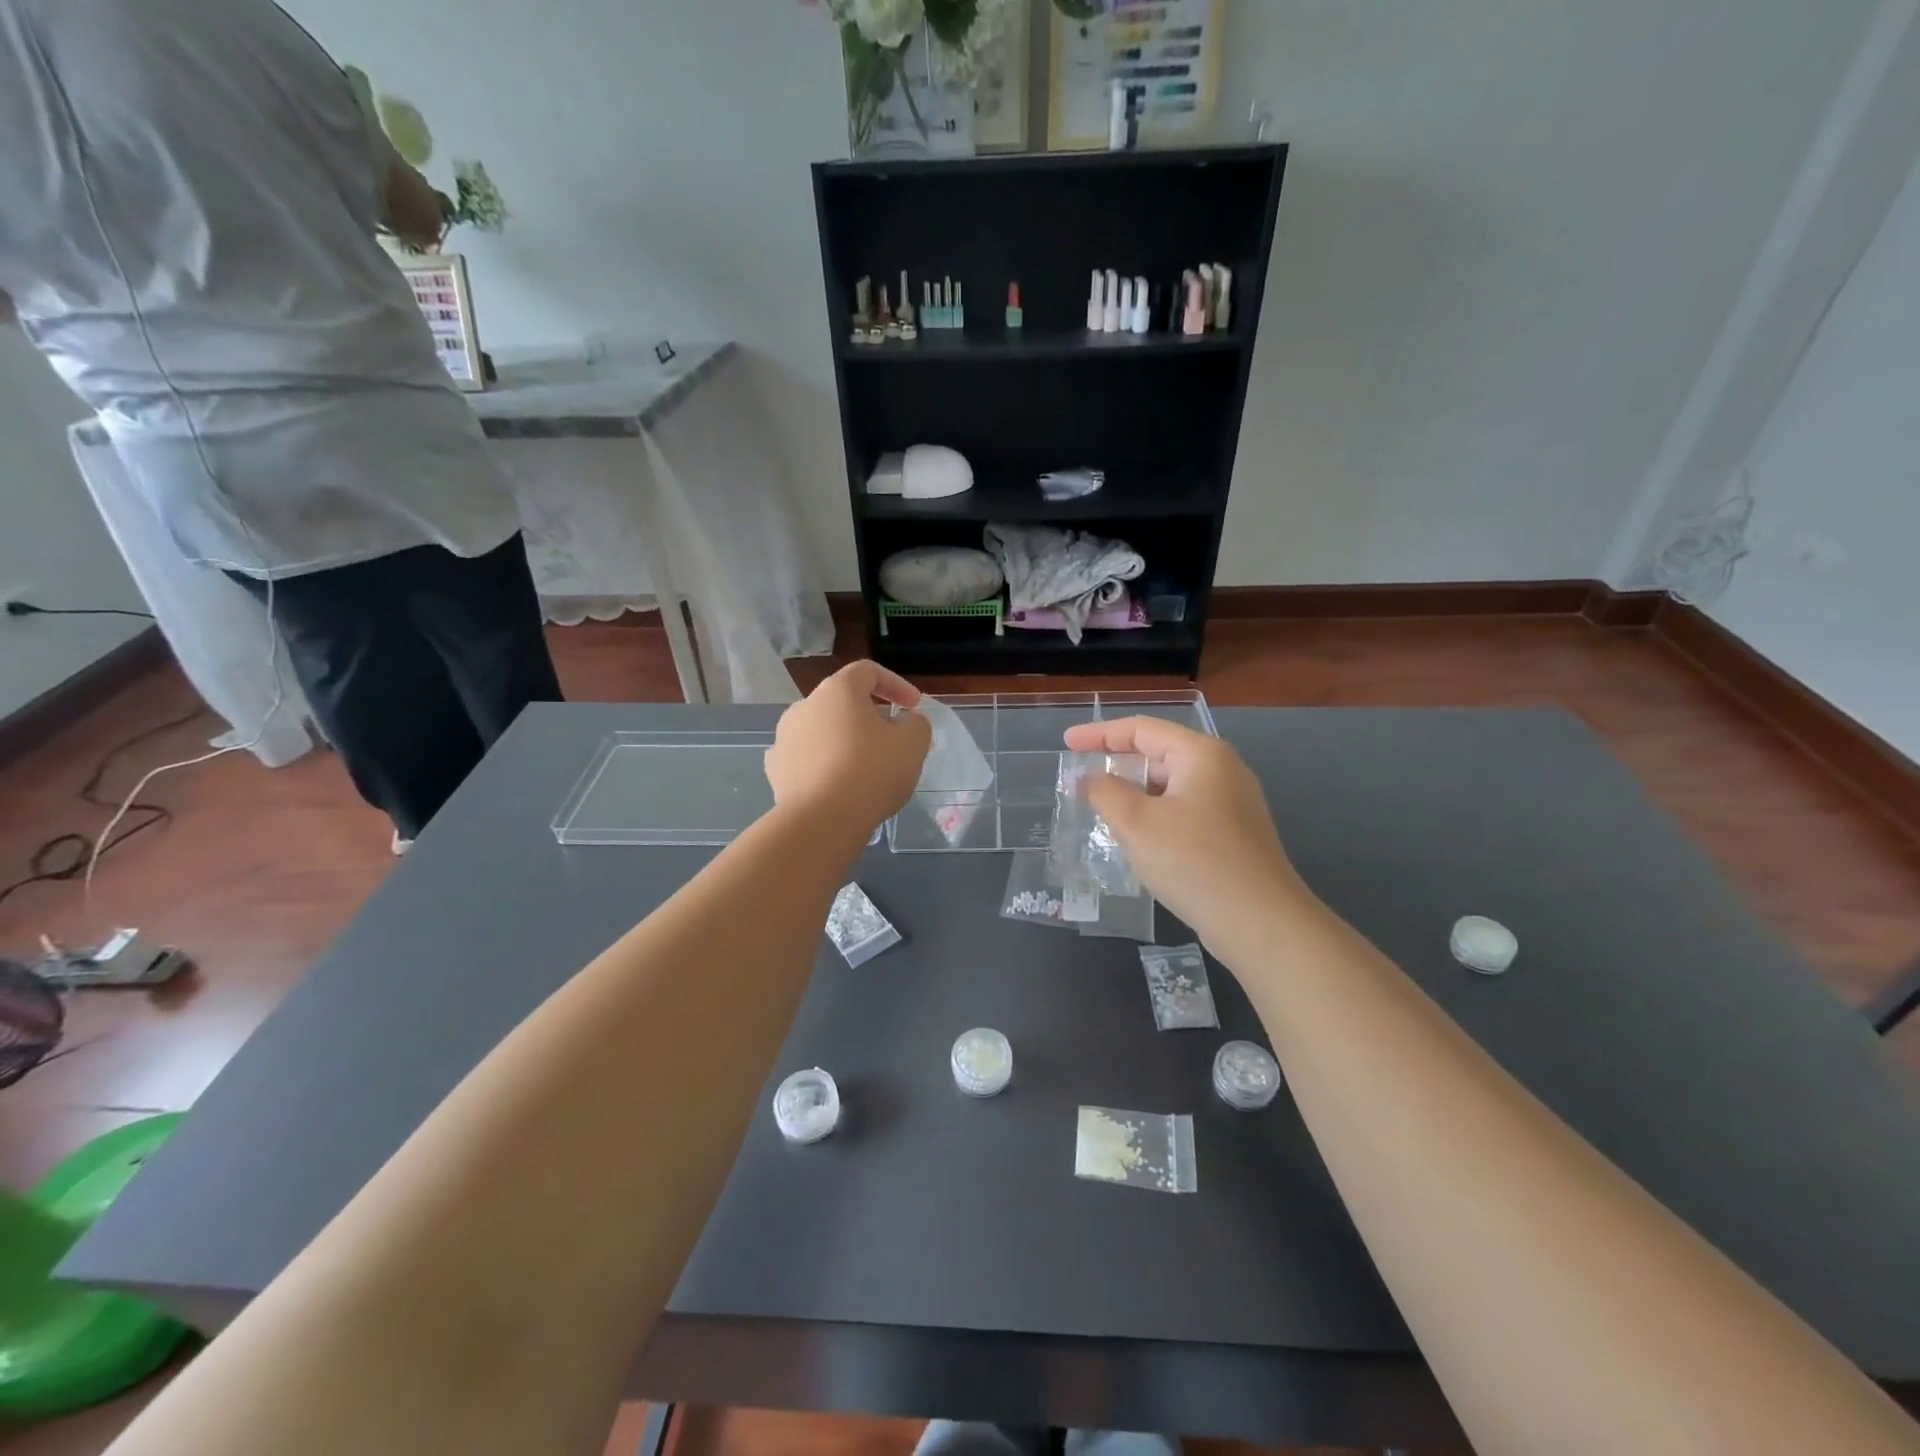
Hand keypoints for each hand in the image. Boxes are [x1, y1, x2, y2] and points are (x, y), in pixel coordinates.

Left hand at [766, 661, 929, 841]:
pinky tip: (835, 783)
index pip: (868, 672)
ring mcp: (784, 737)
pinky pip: (805, 757)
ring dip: (844, 740)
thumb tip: (905, 721)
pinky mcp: (775, 768)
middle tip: (892, 741)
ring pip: (822, 730)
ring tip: (864, 766)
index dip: (895, 684)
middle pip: (843, 702)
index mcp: (838, 690)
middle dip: (870, 716)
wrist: (821, 821)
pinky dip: (822, 763)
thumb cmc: (871, 772)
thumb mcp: (913, 743)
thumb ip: (916, 723)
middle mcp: (805, 705)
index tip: (913, 707)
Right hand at [1062, 717, 1313, 966]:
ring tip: (1102, 810)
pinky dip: (1155, 815)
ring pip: (1171, 786)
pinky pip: (1185, 810)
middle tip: (1081, 780)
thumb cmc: (1193, 861)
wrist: (1261, 923)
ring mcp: (1234, 803)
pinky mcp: (1235, 834)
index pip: (1141, 729)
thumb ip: (1105, 791)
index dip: (1099, 734)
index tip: (1066, 743)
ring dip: (1135, 794)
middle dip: (1117, 765)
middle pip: (1159, 754)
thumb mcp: (1136, 823)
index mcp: (1201, 754)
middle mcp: (1222, 769)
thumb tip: (1092, 779)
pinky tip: (1138, 839)